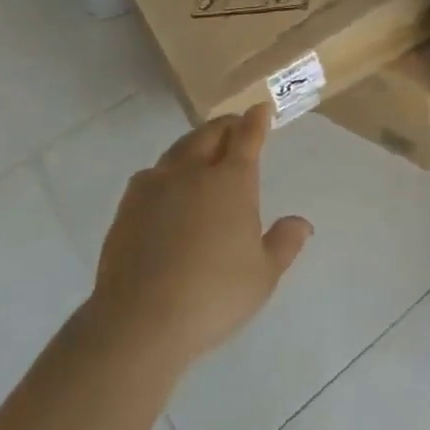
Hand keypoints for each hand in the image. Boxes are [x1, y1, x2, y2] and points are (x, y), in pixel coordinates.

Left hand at [83, 106, 311, 373]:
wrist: (139, 321)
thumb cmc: (213, 295)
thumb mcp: (263, 275)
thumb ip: (284, 243)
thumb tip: (302, 223)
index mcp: (232, 180)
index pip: (247, 137)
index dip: (256, 120)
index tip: (261, 109)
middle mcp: (194, 171)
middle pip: (210, 134)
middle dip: (226, 125)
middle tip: (236, 127)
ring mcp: (156, 186)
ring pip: (179, 149)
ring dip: (195, 143)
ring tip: (201, 151)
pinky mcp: (128, 207)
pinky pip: (151, 174)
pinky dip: (166, 170)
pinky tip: (165, 185)